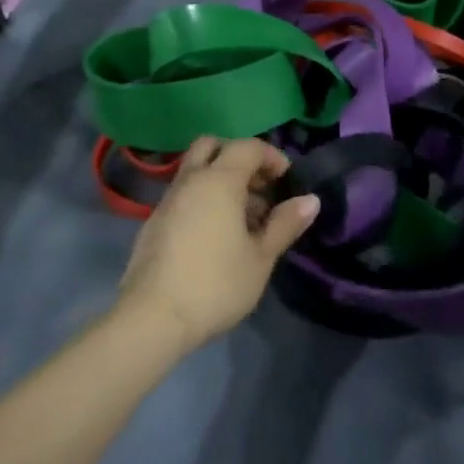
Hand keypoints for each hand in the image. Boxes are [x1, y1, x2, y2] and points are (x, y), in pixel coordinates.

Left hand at [115, 137, 320, 352]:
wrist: (153, 317)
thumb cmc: (216, 284)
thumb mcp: (260, 257)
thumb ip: (285, 224)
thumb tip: (310, 200)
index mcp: (218, 181)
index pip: (247, 147)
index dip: (271, 156)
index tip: (286, 180)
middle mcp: (190, 180)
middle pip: (213, 146)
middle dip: (239, 157)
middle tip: (260, 187)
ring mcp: (167, 200)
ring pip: (196, 171)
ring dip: (222, 180)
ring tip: (245, 219)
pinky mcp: (154, 222)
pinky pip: (185, 194)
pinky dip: (204, 199)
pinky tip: (218, 236)